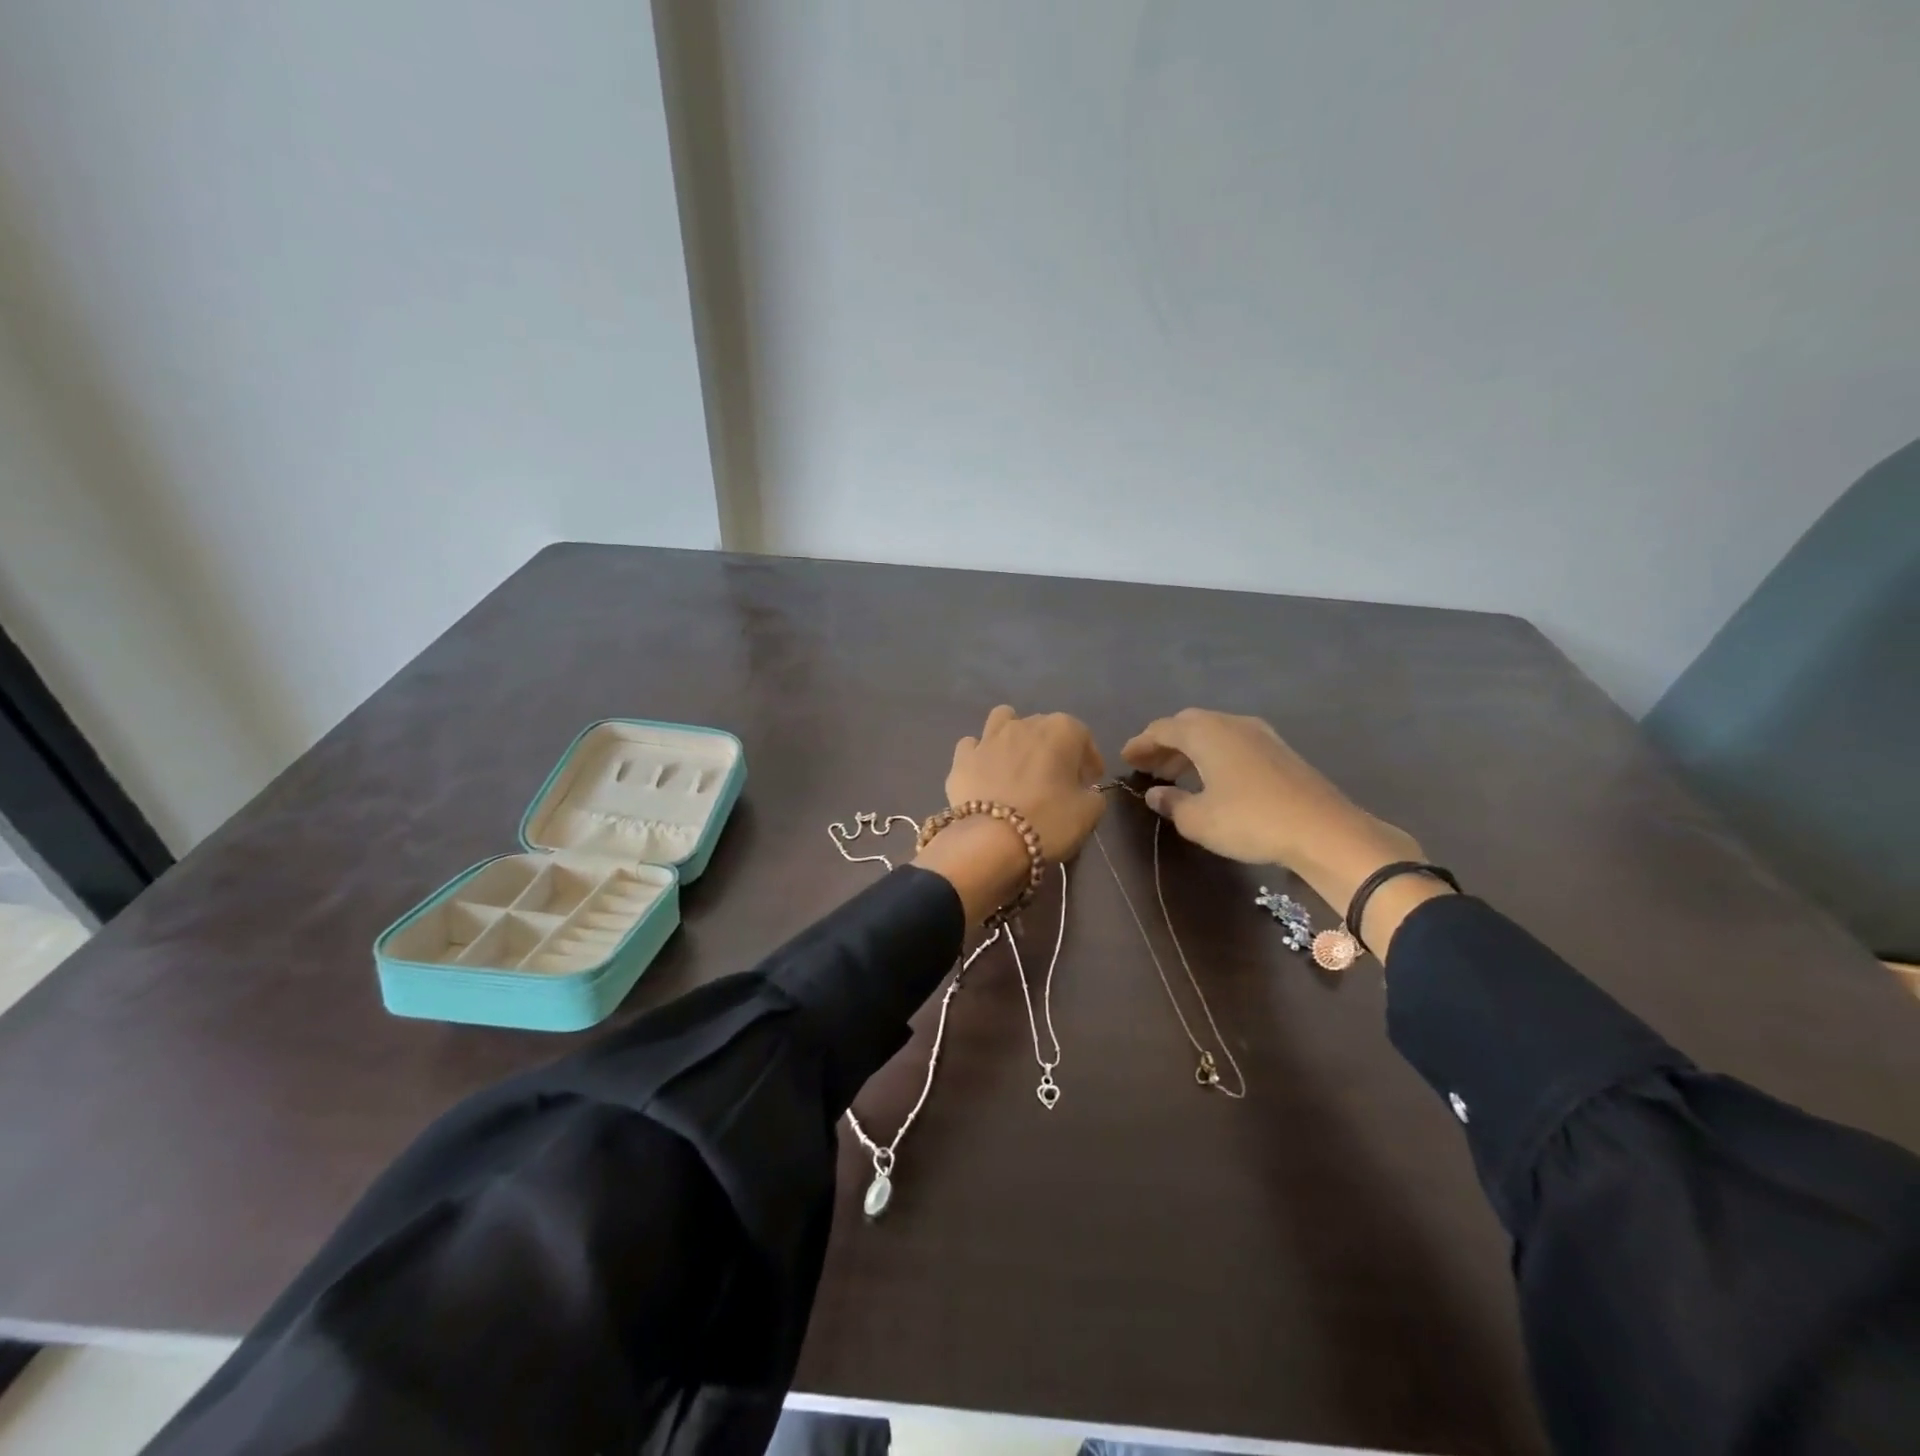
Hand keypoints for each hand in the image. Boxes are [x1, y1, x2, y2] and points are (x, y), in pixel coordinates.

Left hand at [917, 707, 1106, 924]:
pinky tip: (985, 773)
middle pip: (1044, 728)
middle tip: (1057, 779)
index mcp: (1061, 730)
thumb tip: (1085, 791)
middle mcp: (1024, 724)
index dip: (1089, 759)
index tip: (1089, 781)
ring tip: (1017, 762)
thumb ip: (1093, 794)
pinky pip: (973, 745)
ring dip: (1013, 736)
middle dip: (1053, 749)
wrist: (990, 840)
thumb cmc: (1048, 821)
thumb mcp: (1089, 813)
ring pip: (1003, 721)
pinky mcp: (962, 757)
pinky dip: (980, 755)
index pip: (1083, 736)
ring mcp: (989, 737)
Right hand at [1121, 709, 1420, 887]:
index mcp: (1205, 733)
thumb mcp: (1198, 820)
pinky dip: (1213, 754)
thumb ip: (1171, 803)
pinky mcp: (1278, 750)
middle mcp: (1230, 723)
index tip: (1125, 758)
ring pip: (1213, 733)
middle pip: (1187, 725)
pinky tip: (1211, 778)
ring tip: (1174, 775)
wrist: (1323, 829)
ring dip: (1189, 750)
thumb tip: (1156, 794)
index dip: (1141, 743)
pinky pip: (1233, 742)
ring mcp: (1259, 734)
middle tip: (1148, 766)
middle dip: (1164, 744)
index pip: (1162, 729)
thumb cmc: (1250, 821)